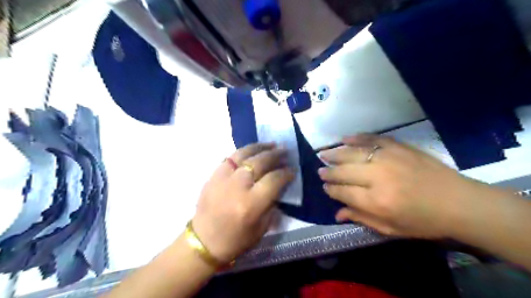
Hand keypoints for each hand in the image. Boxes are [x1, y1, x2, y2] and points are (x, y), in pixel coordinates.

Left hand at [190, 143, 294, 263]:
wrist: (203, 242)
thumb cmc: (235, 240)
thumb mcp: (261, 228)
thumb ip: (272, 205)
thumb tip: (279, 186)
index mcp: (251, 204)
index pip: (274, 180)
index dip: (286, 173)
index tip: (292, 170)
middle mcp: (237, 187)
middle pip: (260, 162)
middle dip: (275, 155)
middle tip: (285, 151)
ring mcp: (223, 178)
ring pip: (243, 154)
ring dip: (260, 147)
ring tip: (271, 144)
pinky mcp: (213, 175)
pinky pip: (230, 157)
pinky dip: (243, 152)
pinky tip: (251, 151)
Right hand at [315, 134, 493, 237]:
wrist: (459, 202)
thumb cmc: (424, 221)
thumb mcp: (391, 228)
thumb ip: (362, 219)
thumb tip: (337, 213)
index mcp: (377, 202)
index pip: (343, 192)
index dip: (331, 190)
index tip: (325, 187)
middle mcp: (378, 178)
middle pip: (344, 171)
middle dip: (329, 172)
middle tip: (320, 171)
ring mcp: (388, 159)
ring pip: (353, 153)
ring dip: (336, 154)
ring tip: (323, 154)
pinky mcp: (398, 147)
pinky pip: (372, 139)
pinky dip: (357, 138)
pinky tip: (344, 138)